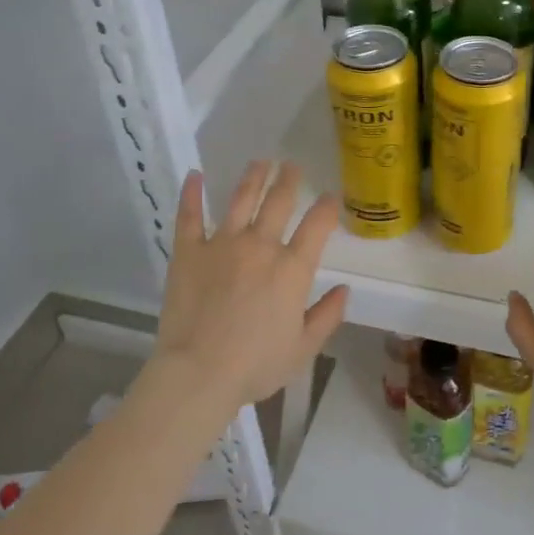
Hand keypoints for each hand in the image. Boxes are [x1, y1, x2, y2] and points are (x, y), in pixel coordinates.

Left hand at [151, 161, 349, 414]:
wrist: (198, 373)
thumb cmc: (255, 365)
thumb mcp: (303, 348)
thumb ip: (326, 316)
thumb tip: (345, 290)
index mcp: (292, 269)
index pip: (317, 225)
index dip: (327, 207)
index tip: (330, 197)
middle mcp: (261, 246)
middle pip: (279, 202)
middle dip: (288, 180)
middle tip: (291, 165)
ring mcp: (222, 245)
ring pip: (241, 200)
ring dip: (253, 178)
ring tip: (260, 162)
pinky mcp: (189, 252)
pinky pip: (189, 216)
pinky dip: (191, 194)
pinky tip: (194, 175)